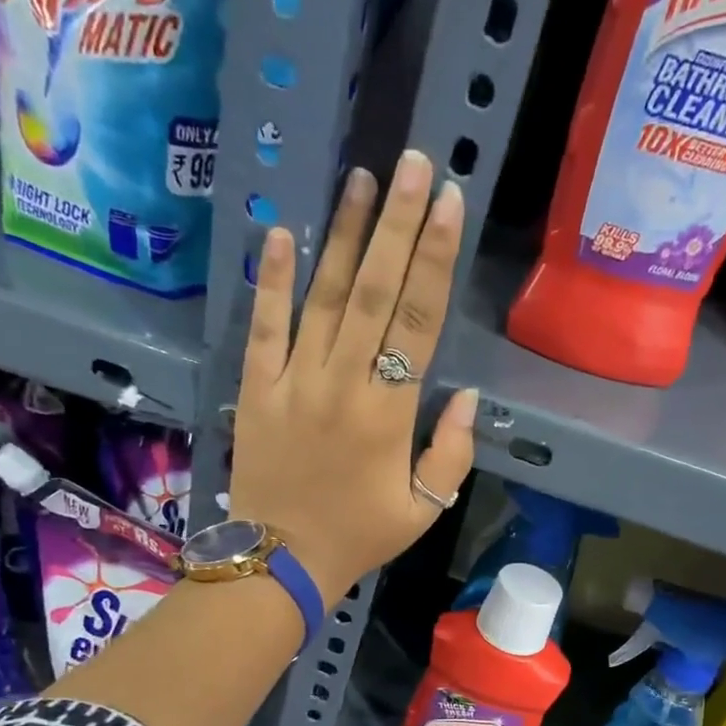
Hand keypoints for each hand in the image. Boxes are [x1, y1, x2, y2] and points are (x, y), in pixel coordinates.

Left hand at [227, 149, 478, 606]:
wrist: (280, 562)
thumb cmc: (358, 537)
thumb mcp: (425, 510)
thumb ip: (452, 454)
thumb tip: (468, 397)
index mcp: (389, 414)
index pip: (419, 321)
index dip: (436, 258)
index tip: (449, 202)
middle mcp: (343, 384)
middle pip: (376, 293)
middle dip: (398, 225)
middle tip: (413, 163)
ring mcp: (294, 382)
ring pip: (323, 298)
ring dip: (344, 237)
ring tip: (361, 180)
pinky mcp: (256, 390)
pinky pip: (263, 328)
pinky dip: (270, 282)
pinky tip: (280, 234)